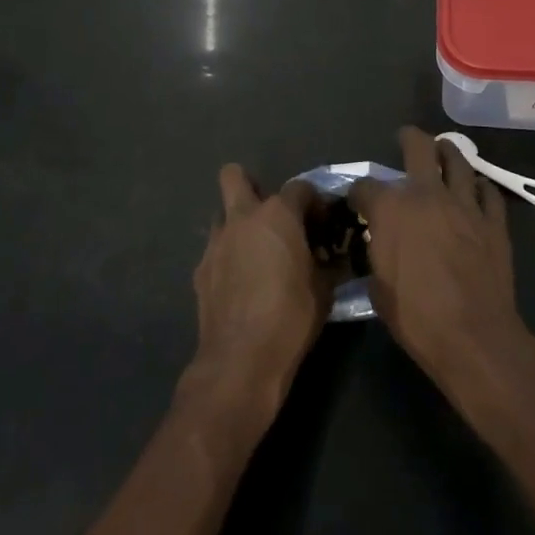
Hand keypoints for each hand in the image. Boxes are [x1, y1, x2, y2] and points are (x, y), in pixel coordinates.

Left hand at [184, 165, 329, 419]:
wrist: (241, 358)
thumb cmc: (291, 317)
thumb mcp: (324, 290)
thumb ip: (329, 264)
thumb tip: (334, 258)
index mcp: (278, 214)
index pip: (301, 188)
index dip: (314, 203)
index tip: (322, 225)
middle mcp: (243, 217)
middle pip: (235, 175)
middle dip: (251, 185)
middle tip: (271, 216)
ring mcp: (216, 241)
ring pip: (222, 213)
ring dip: (237, 224)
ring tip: (254, 251)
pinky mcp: (200, 268)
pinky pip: (215, 249)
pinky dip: (227, 256)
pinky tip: (240, 282)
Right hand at [351, 128, 534, 396]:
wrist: (474, 337)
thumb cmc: (416, 317)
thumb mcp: (377, 288)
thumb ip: (375, 255)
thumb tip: (378, 246)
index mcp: (391, 208)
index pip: (365, 186)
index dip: (358, 193)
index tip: (358, 202)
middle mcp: (427, 194)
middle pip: (418, 147)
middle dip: (408, 139)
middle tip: (406, 139)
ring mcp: (464, 204)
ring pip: (459, 160)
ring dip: (448, 152)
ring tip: (444, 151)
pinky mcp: (493, 221)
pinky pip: (489, 192)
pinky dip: (480, 188)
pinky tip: (476, 191)